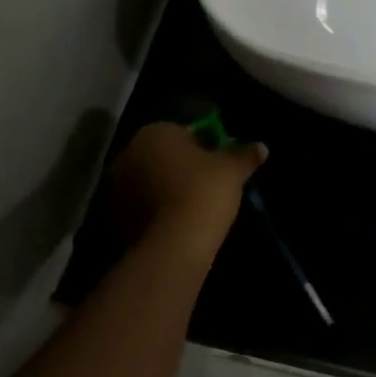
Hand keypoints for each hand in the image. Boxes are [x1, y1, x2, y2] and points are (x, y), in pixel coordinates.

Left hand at [103, 122, 266, 262]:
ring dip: (164, 189)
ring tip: (190, 207)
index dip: (202, 146)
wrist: (173, 245)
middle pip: (161, 155)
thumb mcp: (231, 171)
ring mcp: (117, 185)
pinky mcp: (113, 216)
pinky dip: (153, 211)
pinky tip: (174, 224)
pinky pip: (140, 206)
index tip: (217, 164)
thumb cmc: (203, 192)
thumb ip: (244, 155)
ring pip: (148, 180)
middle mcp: (129, 152)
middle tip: (205, 185)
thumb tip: (262, 147)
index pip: (182, 132)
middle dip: (179, 166)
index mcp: (155, 132)